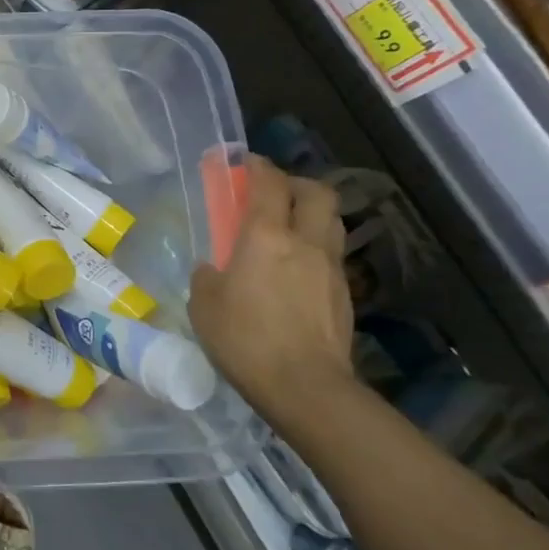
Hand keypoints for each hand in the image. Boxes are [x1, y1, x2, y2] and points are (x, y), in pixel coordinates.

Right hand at [189, 155, 354, 429]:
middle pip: (316, 192)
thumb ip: (208, 275)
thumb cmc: (245, 339)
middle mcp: (305, 242)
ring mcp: (331, 268)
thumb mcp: (204, 304)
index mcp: (266, 236)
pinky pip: (331, 255)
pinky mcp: (344, 295)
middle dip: (295, 183)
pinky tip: (296, 269)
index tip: (245, 162)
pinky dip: (315, 248)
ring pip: (331, 221)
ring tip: (288, 227)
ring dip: (311, 213)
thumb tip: (215, 268)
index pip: (268, 183)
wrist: (306, 387)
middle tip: (273, 192)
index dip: (258, 166)